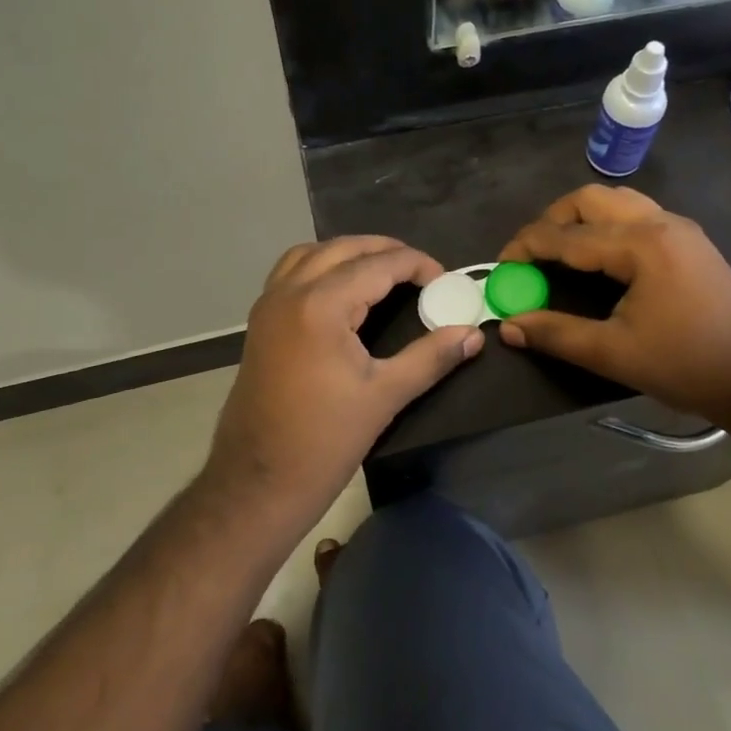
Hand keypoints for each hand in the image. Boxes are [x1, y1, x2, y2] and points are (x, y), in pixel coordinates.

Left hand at [208, 237, 483, 507]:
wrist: (257, 482)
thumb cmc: (324, 441)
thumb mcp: (385, 396)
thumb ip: (431, 357)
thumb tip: (473, 335)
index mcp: (321, 305)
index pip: (378, 265)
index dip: (417, 265)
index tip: (446, 281)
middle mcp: (290, 292)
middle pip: (344, 248)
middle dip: (385, 250)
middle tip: (421, 271)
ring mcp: (268, 305)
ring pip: (312, 253)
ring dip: (349, 253)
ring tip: (384, 271)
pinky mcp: (260, 322)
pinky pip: (291, 272)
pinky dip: (320, 266)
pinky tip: (342, 291)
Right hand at [496, 186, 730, 425]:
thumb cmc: (687, 365)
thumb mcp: (613, 354)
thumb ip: (556, 334)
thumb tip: (508, 326)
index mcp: (641, 244)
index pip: (567, 235)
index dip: (527, 247)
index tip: (500, 267)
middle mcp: (660, 222)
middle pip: (590, 199)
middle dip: (552, 220)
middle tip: (530, 255)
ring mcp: (679, 228)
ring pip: (616, 201)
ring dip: (580, 218)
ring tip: (559, 251)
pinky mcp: (689, 242)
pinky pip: (636, 214)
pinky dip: (606, 224)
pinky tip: (599, 257)